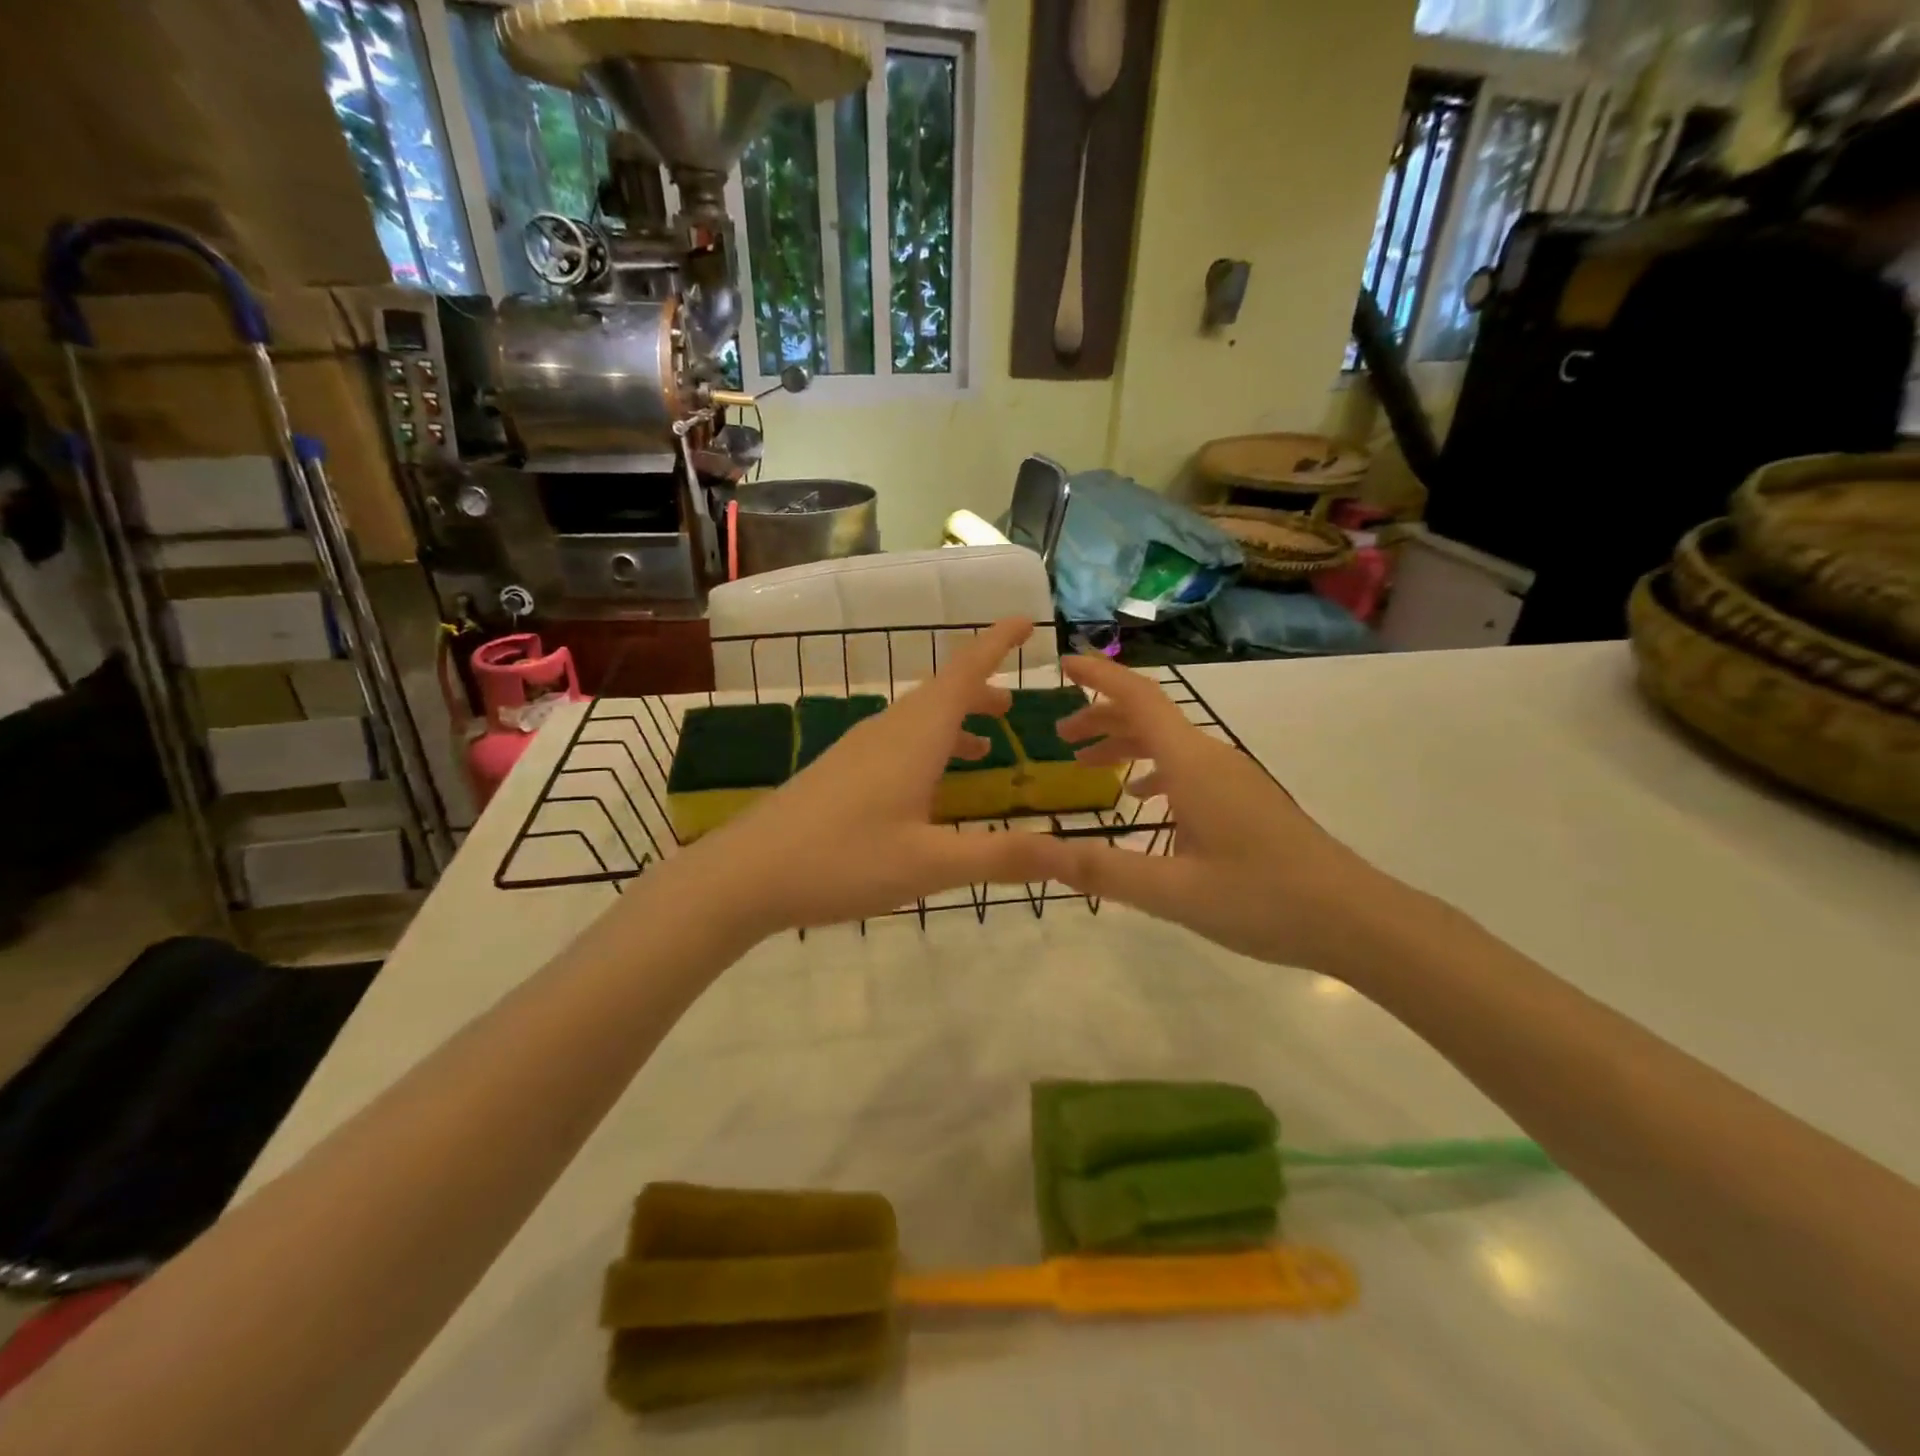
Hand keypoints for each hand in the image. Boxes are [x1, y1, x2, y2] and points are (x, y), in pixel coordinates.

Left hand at [686, 619, 1064, 935]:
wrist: (744, 875)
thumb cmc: (841, 861)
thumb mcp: (929, 864)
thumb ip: (1001, 856)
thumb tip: (1071, 851)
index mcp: (913, 737)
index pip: (964, 673)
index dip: (996, 644)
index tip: (1025, 621)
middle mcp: (886, 731)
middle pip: (941, 692)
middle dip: (981, 688)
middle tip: (1015, 702)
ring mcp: (857, 749)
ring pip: (917, 719)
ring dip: (955, 719)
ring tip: (987, 744)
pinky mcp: (838, 772)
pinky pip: (897, 742)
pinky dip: (928, 746)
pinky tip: (928, 785)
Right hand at [1040, 651, 1415, 976]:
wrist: (1355, 918)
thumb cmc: (1263, 898)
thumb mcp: (1173, 891)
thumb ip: (1102, 870)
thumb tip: (1036, 852)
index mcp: (1193, 765)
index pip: (1139, 699)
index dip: (1099, 676)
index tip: (1063, 663)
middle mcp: (1213, 758)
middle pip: (1150, 717)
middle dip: (1102, 717)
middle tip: (1060, 736)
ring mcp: (1233, 778)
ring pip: (1170, 743)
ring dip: (1126, 744)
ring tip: (1088, 766)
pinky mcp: (1245, 800)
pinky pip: (1188, 767)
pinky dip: (1154, 770)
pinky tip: (1142, 800)